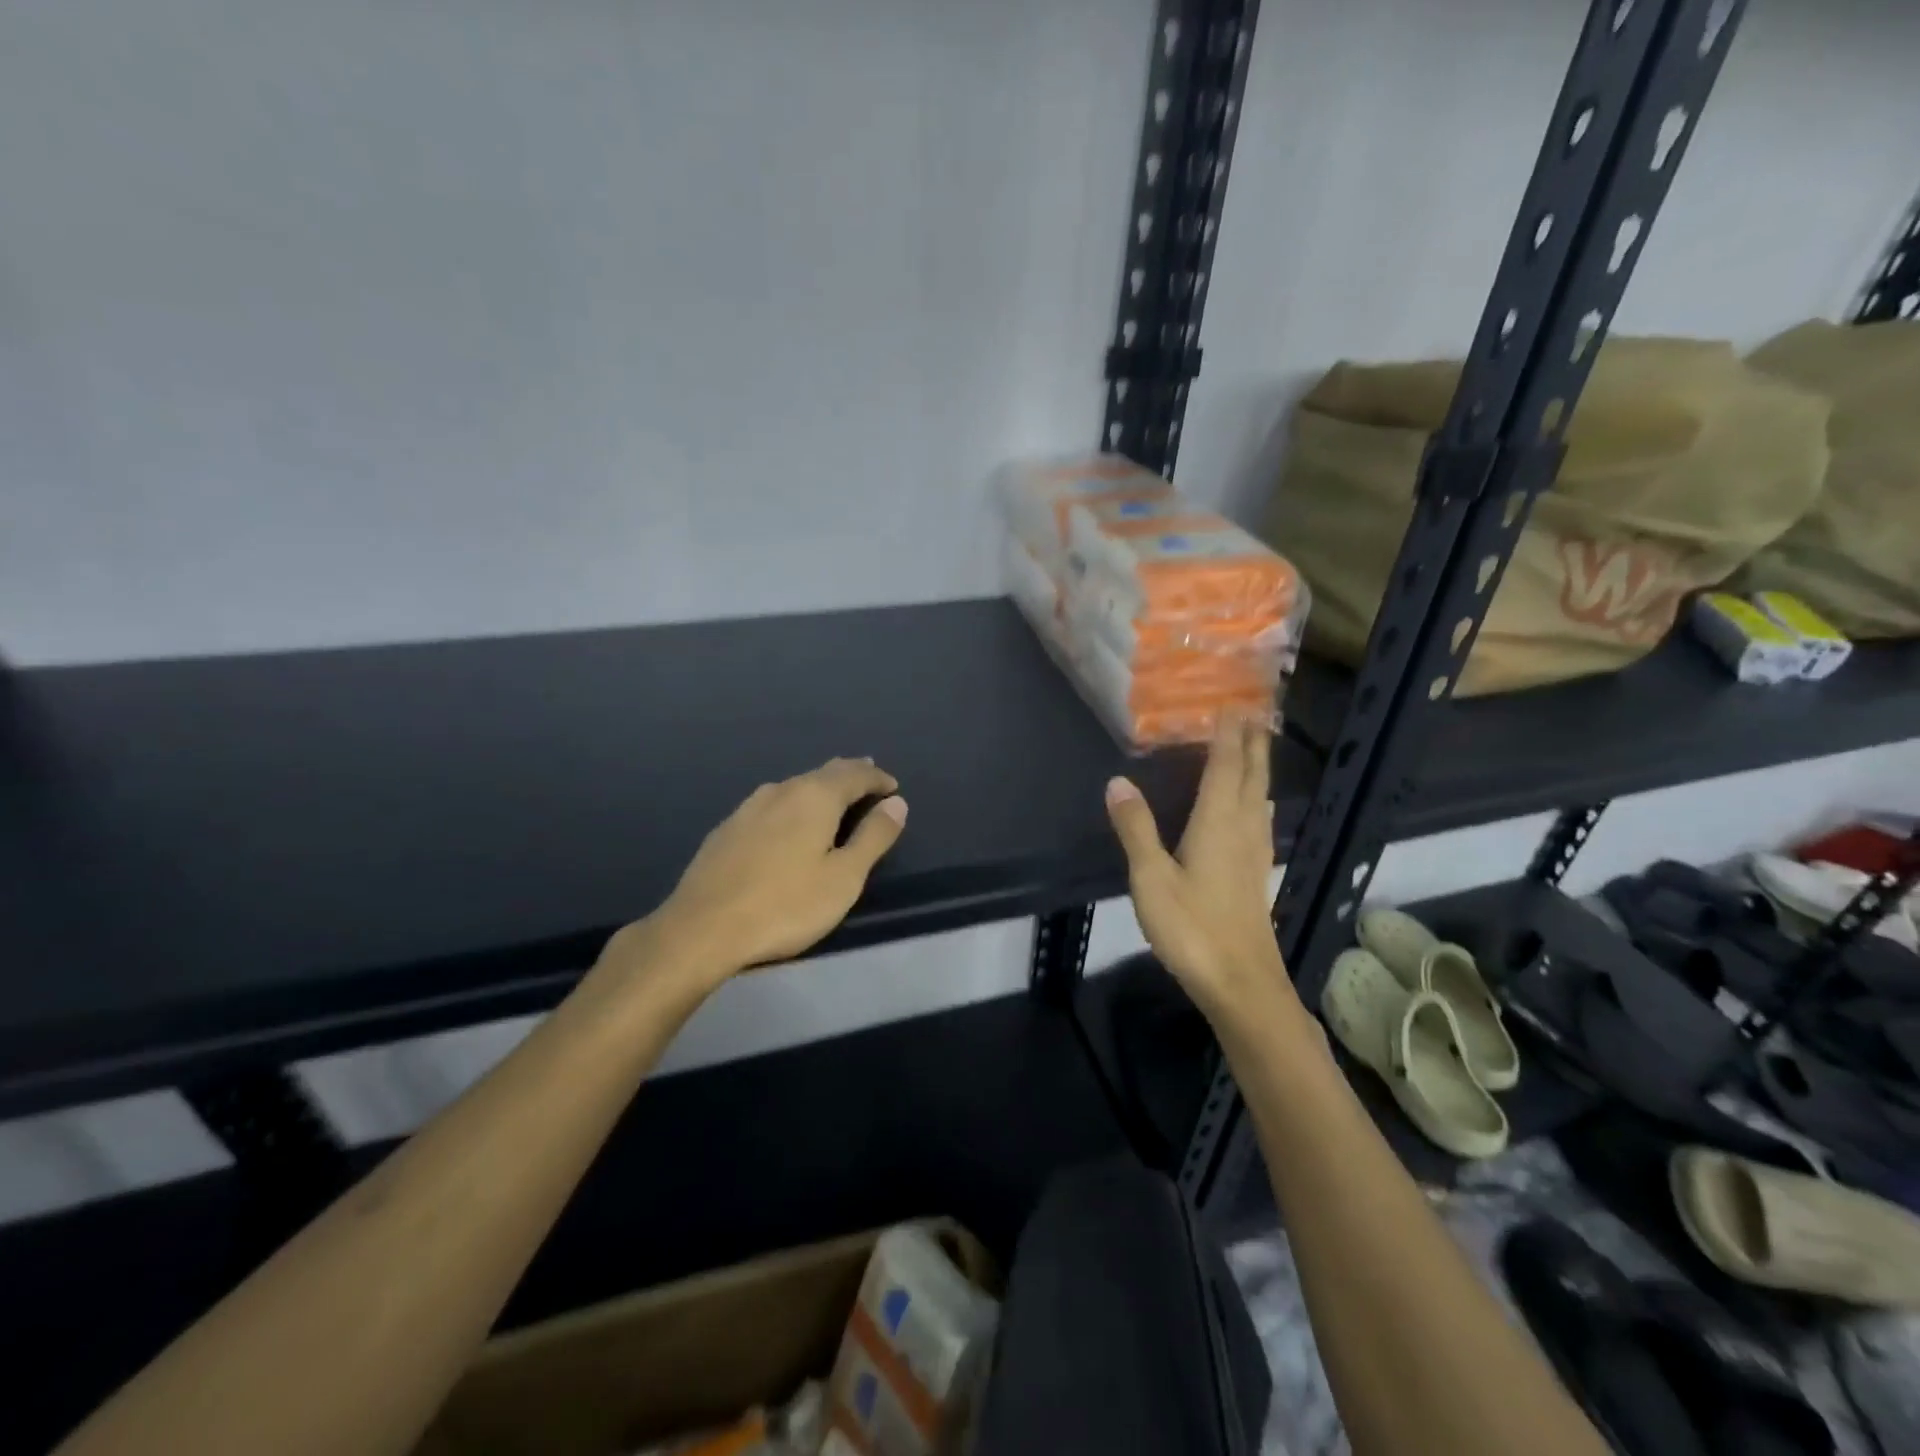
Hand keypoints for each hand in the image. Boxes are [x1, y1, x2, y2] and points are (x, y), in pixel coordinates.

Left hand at [628, 758, 907, 985]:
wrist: (701, 929)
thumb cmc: (785, 905)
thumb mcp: (844, 877)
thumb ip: (874, 837)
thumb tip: (897, 803)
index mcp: (814, 796)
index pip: (855, 774)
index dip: (878, 779)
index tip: (893, 787)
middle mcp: (781, 790)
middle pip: (823, 773)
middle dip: (849, 776)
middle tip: (868, 780)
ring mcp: (748, 808)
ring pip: (794, 787)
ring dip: (819, 789)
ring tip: (833, 799)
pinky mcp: (726, 829)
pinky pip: (771, 805)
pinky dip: (792, 806)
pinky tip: (787, 823)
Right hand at [1105, 715, 1295, 1022]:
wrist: (1241, 983)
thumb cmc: (1192, 928)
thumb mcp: (1151, 878)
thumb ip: (1136, 828)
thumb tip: (1117, 782)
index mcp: (1217, 823)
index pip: (1225, 767)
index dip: (1228, 735)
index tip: (1232, 704)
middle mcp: (1242, 830)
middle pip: (1251, 777)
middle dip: (1252, 743)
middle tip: (1254, 713)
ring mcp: (1254, 854)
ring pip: (1261, 798)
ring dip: (1259, 768)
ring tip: (1257, 748)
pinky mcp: (1256, 875)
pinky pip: (1261, 821)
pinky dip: (1259, 799)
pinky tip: (1259, 807)